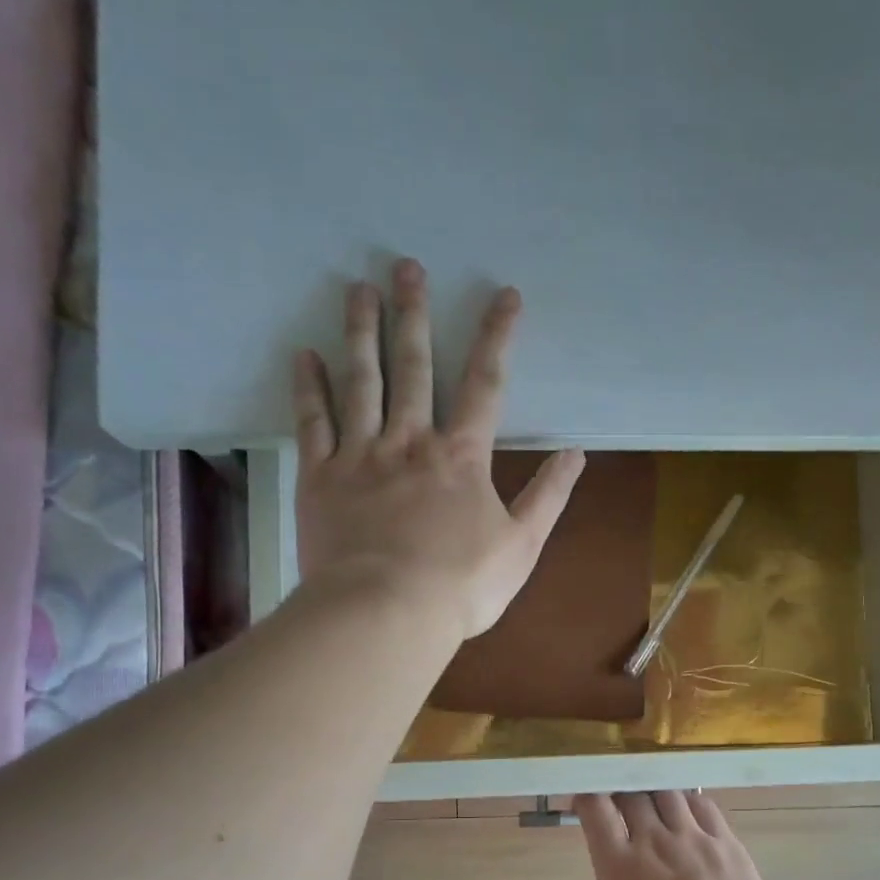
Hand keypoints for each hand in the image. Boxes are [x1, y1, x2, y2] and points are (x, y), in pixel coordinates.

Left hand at [291, 259, 585, 642]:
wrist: (386, 612)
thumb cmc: (460, 587)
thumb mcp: (520, 548)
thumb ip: (547, 498)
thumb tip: (575, 455)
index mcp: (461, 458)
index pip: (484, 385)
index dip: (497, 337)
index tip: (505, 295)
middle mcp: (410, 442)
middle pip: (414, 367)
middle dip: (413, 315)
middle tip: (404, 266)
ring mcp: (361, 456)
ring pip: (361, 381)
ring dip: (361, 332)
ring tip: (357, 289)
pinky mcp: (321, 478)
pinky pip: (313, 423)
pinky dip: (308, 388)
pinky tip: (304, 355)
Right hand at [576, 791, 790, 879]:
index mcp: (618, 867)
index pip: (595, 809)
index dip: (585, 797)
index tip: (584, 803)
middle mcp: (654, 841)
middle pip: (632, 793)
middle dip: (620, 792)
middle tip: (618, 803)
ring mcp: (694, 838)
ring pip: (668, 793)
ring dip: (654, 794)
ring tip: (652, 803)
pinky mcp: (728, 843)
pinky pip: (704, 806)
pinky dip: (689, 802)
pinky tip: (688, 810)